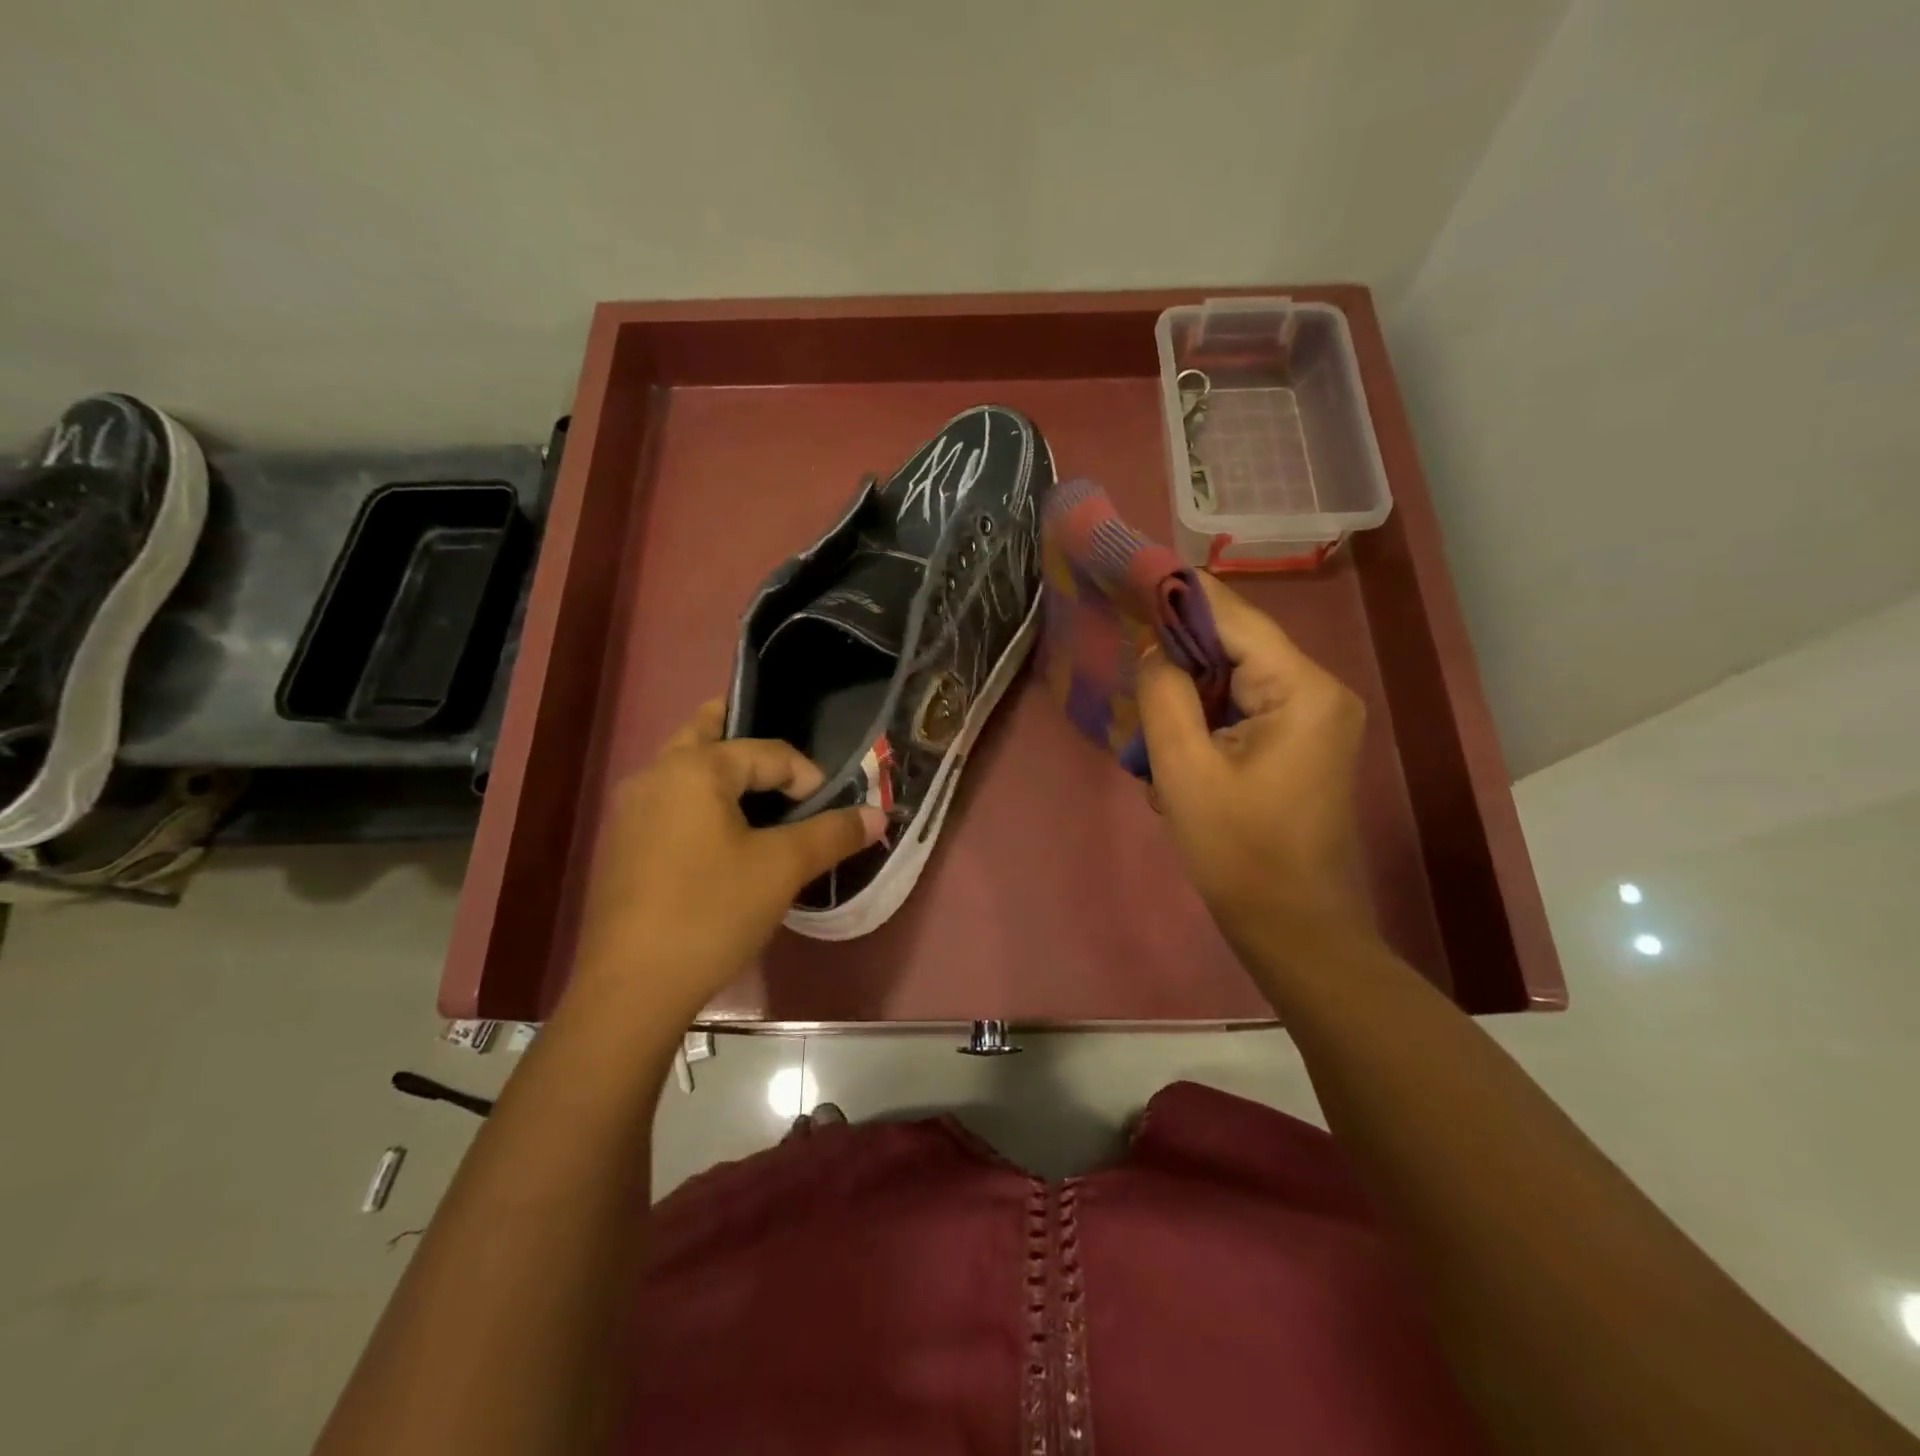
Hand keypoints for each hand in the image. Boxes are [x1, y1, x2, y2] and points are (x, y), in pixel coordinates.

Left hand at [572, 701, 884, 1019]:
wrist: (631, 990)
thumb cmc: (711, 913)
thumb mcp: (782, 869)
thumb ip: (832, 834)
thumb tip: (878, 815)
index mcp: (693, 768)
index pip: (767, 752)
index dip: (807, 777)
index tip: (828, 814)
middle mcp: (656, 775)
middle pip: (707, 733)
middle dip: (749, 740)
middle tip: (786, 765)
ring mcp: (631, 810)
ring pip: (685, 769)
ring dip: (724, 772)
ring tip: (764, 802)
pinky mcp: (624, 845)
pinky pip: (671, 801)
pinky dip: (702, 802)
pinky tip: (725, 840)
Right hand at [1137, 575, 1369, 949]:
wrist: (1294, 928)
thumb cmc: (1238, 853)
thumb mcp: (1184, 771)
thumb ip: (1164, 695)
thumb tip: (1154, 650)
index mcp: (1302, 689)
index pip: (1233, 617)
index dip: (1177, 596)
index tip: (1127, 580)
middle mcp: (1320, 690)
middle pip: (1236, 646)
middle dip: (1179, 659)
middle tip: (1127, 672)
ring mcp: (1316, 718)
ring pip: (1235, 680)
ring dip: (1189, 699)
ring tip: (1151, 732)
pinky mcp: (1303, 743)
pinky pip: (1245, 710)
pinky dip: (1207, 722)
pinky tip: (1179, 758)